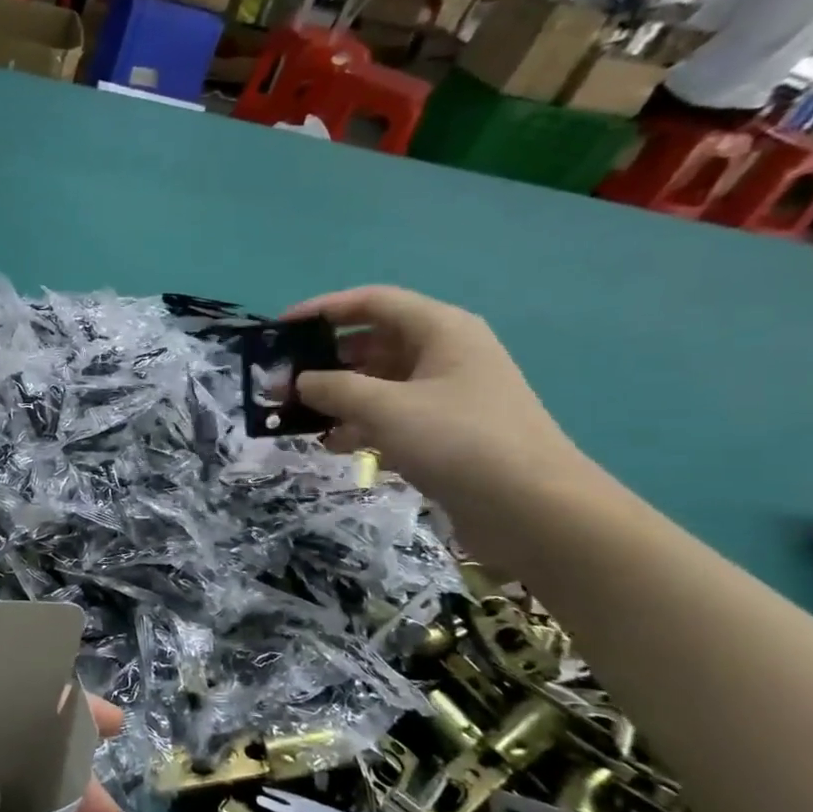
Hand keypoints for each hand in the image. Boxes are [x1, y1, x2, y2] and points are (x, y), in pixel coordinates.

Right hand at [286, 285, 588, 502]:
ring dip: (338, 398)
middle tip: (281, 384)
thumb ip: (333, 389)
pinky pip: (391, 416)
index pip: (372, 303)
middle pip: (372, 344)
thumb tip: (299, 381)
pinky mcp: (444, 431)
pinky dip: (360, 426)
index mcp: (440, 330)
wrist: (533, 509)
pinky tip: (333, 446)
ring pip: (378, 383)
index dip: (323, 310)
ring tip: (297, 419)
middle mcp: (444, 354)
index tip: (280, 329)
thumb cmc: (458, 441)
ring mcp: (446, 395)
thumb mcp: (386, 409)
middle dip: (324, 362)